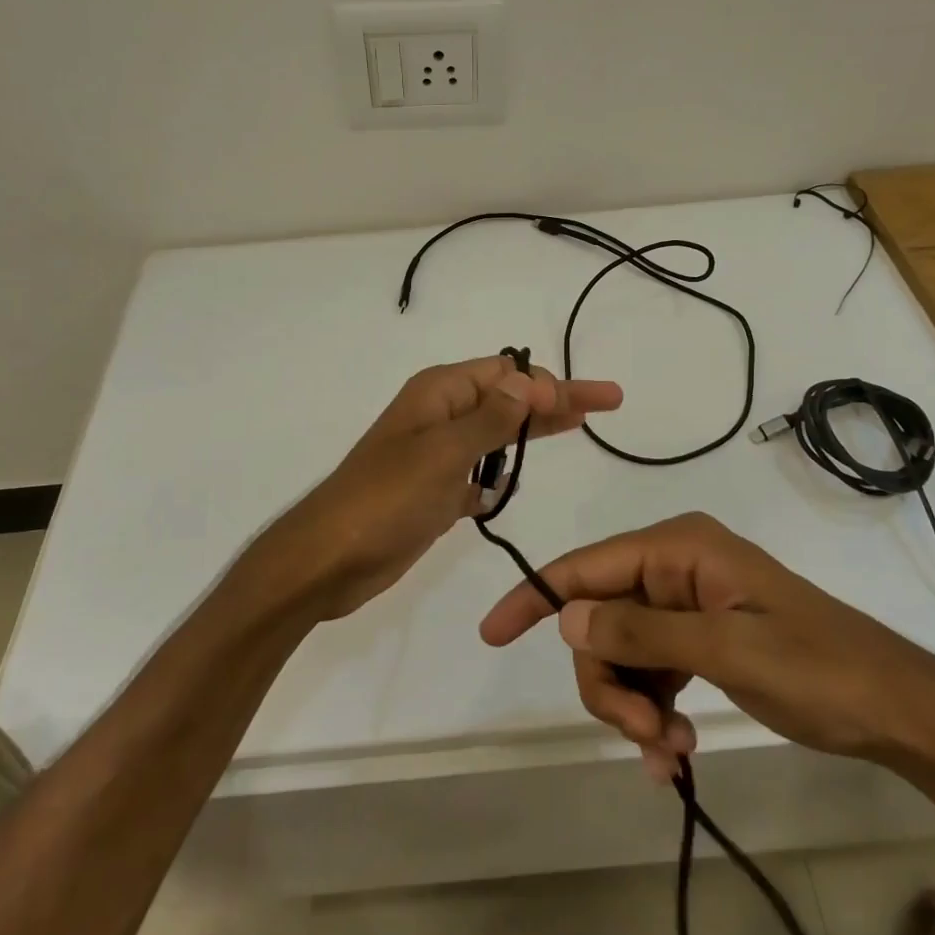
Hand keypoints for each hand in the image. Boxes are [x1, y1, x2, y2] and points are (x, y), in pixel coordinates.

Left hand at [252, 355, 622, 620]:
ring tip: (575, 428)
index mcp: (439, 393)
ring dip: (530, 432)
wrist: (327, 560)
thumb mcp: (441, 453)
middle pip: (509, 399)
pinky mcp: (434, 493)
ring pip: (496, 435)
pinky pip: (477, 474)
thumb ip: (490, 419)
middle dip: (555, 399)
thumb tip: (529, 381)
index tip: (588, 405)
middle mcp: (440, 416)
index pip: (506, 373)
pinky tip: (513, 485)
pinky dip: (498, 476)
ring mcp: (436, 455)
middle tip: (607, 401)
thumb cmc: (384, 500)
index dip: (549, 383)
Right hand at [478, 512, 934, 777]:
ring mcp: (686, 605)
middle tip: (644, 738)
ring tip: (670, 754)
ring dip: (633, 707)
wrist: (899, 710)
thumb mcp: (727, 650)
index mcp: (679, 549)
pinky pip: (651, 673)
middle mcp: (675, 567)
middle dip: (609, 681)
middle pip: (600, 619)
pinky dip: (652, 713)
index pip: (586, 566)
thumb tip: (566, 615)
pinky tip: (675, 755)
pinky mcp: (700, 639)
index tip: (491, 635)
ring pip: (621, 652)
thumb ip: (643, 630)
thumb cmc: (820, 669)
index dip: (536, 597)